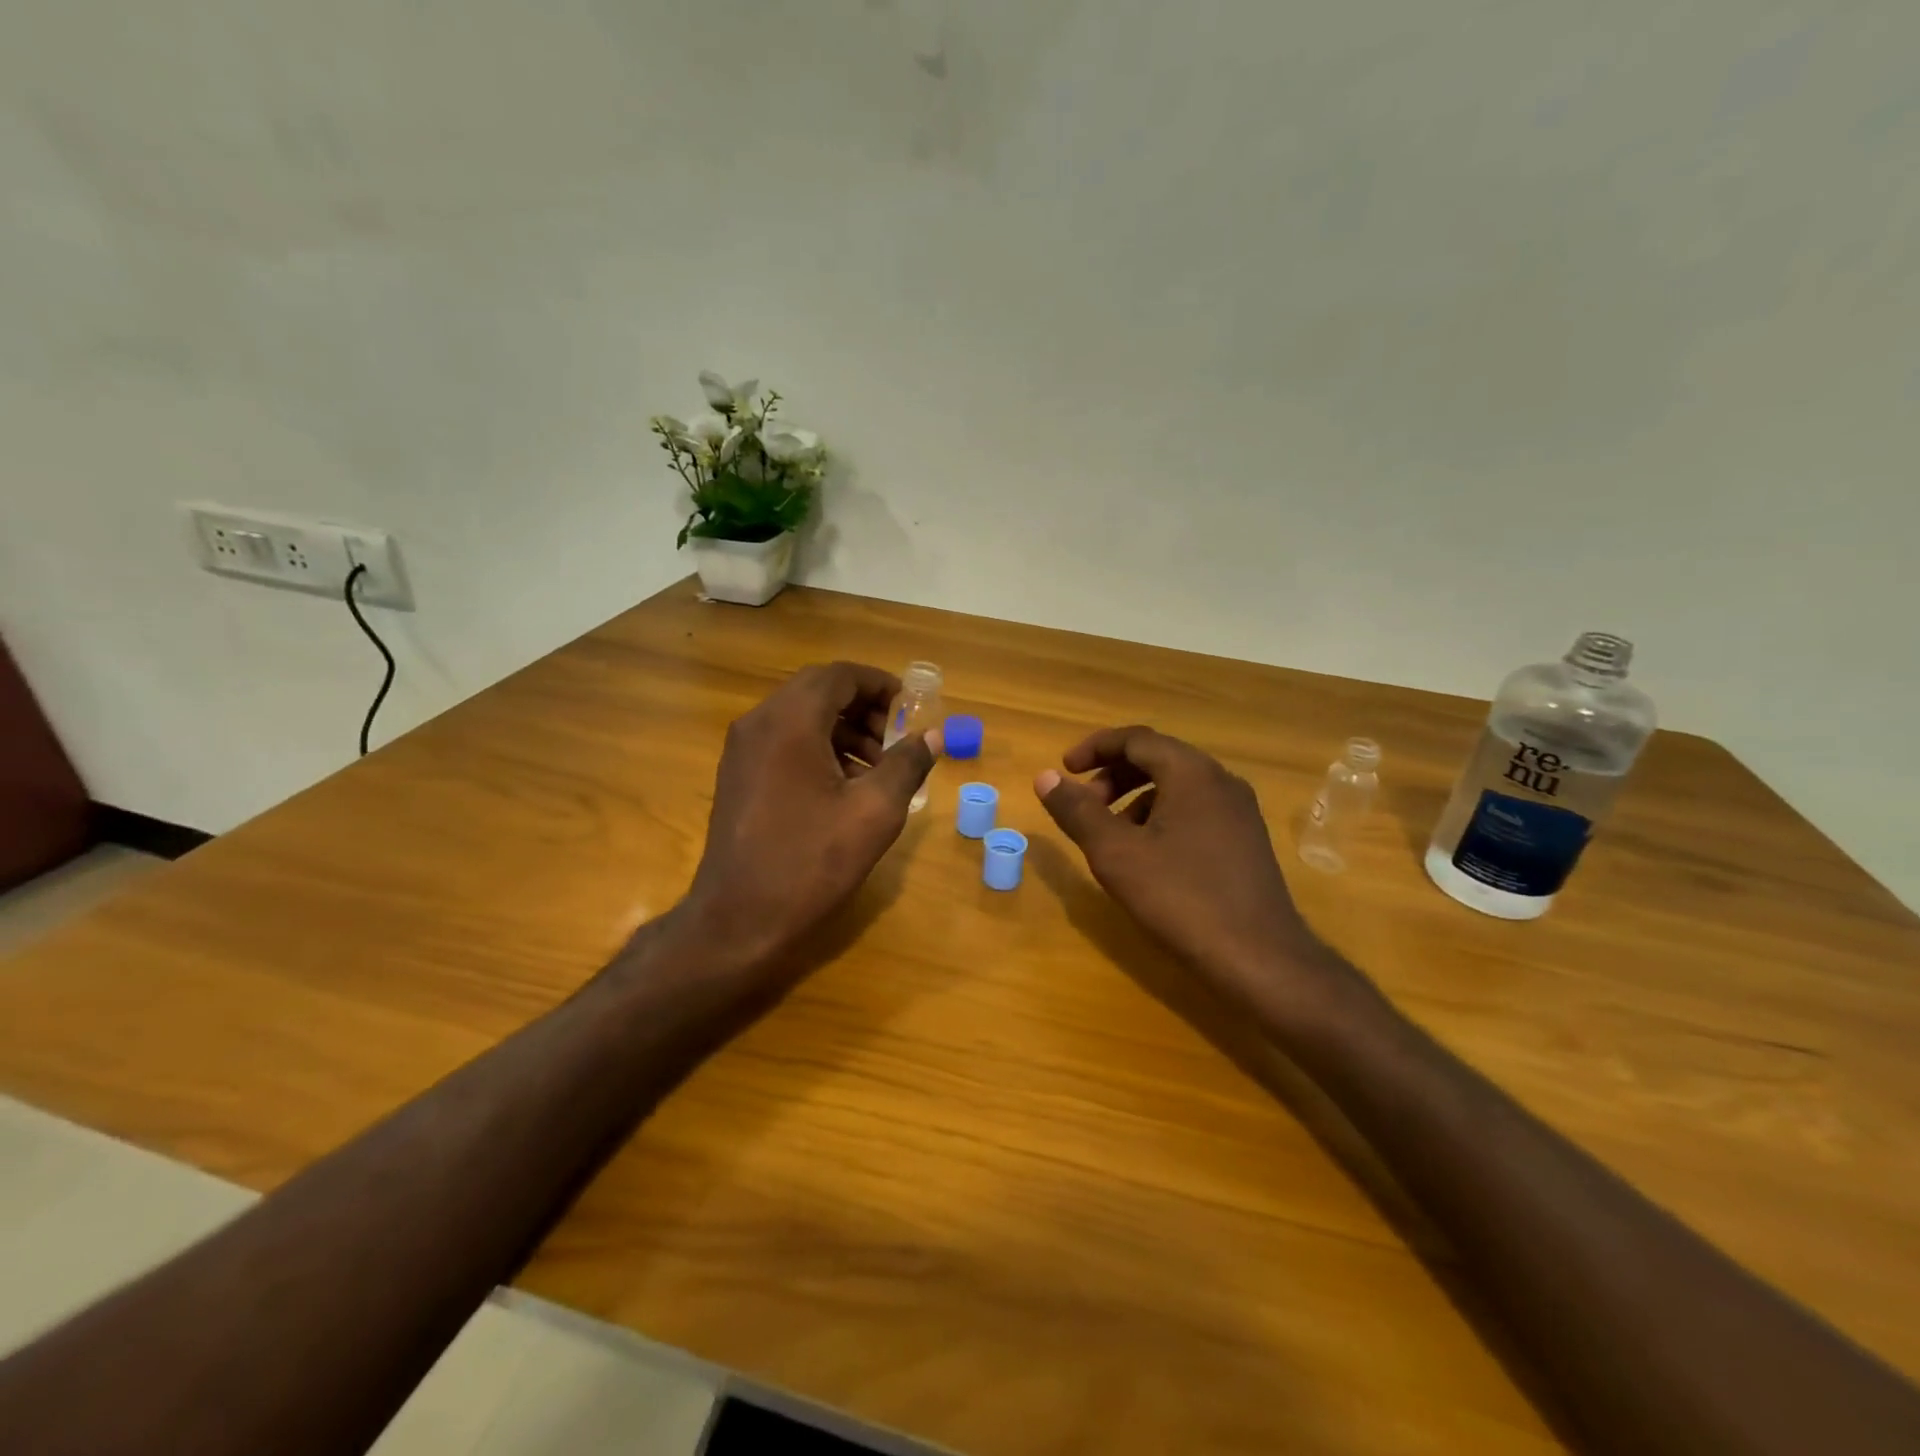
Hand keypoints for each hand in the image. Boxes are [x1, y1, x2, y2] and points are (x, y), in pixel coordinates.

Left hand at [681, 661, 941, 970]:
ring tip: (878, 767)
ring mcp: (742, 751)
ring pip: (800, 717)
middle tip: (898, 740)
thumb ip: (907, 765)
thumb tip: (931, 736)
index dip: (880, 685)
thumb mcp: (874, 812)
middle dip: (864, 708)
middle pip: (818, 692)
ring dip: (843, 730)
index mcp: (790, 722)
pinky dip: (819, 748)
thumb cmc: (810, 862)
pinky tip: (844, 786)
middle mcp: (758, 724)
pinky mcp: (737, 777)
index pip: (839, 676)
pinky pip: (784, 743)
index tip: (911, 708)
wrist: (737, 922)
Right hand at [1035, 726, 1339, 1012]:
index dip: (1095, 748)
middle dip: (1113, 775)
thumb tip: (1045, 777)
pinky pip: (1195, 809)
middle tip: (1084, 804)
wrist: (1260, 959)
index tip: (1065, 769)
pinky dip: (1161, 817)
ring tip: (1111, 835)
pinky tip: (1148, 856)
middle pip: (1158, 758)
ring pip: (1177, 786)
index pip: (1136, 739)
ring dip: (1135, 798)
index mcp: (1191, 773)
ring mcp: (1239, 811)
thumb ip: (1077, 811)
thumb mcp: (1115, 854)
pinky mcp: (1246, 840)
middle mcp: (1220, 781)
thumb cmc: (1181, 899)